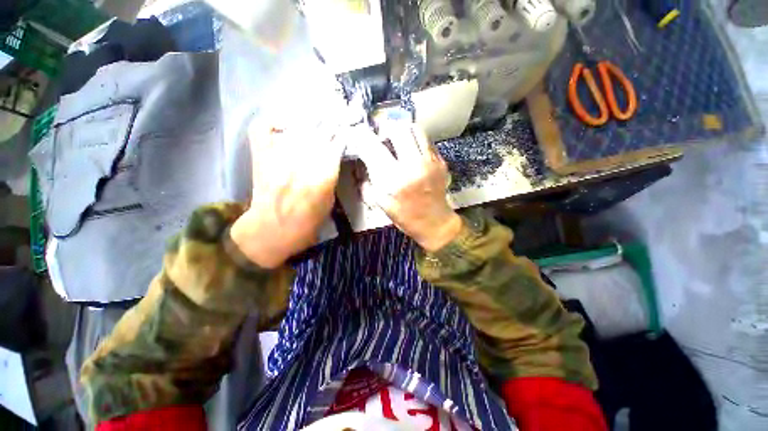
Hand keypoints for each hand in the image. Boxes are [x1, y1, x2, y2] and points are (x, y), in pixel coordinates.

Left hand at [230, 120, 344, 267]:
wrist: (272, 230)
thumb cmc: (307, 222)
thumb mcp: (329, 202)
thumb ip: (331, 177)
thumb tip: (332, 156)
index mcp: (322, 178)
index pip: (335, 145)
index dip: (340, 136)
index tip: (343, 132)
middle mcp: (301, 163)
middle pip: (318, 132)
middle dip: (329, 124)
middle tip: (333, 119)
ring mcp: (277, 157)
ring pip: (296, 127)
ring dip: (309, 120)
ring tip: (317, 117)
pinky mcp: (260, 156)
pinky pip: (263, 128)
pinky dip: (272, 121)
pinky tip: (284, 123)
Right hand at [353, 123, 461, 251]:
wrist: (436, 223)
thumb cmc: (407, 218)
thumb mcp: (382, 205)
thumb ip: (368, 183)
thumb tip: (362, 165)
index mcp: (395, 180)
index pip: (374, 148)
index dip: (363, 138)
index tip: (359, 135)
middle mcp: (413, 166)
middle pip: (398, 130)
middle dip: (385, 129)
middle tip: (381, 136)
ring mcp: (430, 162)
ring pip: (415, 130)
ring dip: (402, 131)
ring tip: (396, 139)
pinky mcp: (440, 162)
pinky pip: (426, 141)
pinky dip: (415, 140)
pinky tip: (411, 150)